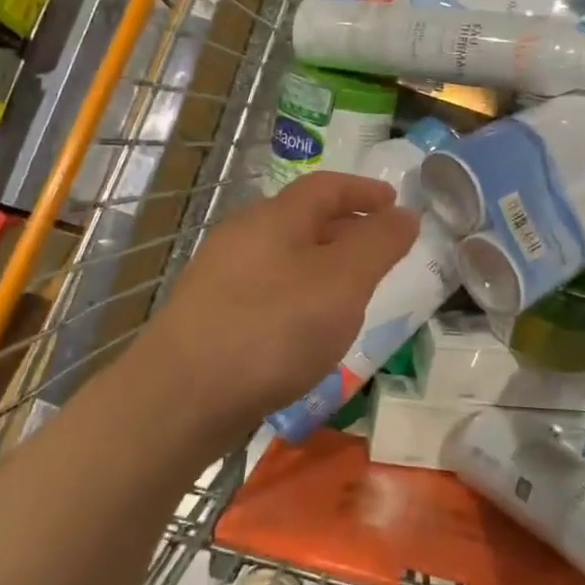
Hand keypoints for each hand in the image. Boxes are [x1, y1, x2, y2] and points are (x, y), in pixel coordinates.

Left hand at [145, 172, 417, 444]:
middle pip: (301, 219)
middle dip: (345, 228)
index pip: (325, 186)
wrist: (179, 397)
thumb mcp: (342, 283)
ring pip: (283, 256)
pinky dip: (297, 294)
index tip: (395, 203)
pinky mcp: (208, 315)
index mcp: (274, 218)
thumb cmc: (271, 329)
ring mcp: (219, 276)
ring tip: (350, 292)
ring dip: (322, 264)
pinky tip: (305, 329)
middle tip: (380, 250)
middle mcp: (242, 236)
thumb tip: (405, 214)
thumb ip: (378, 244)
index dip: (364, 190)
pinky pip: (266, 289)